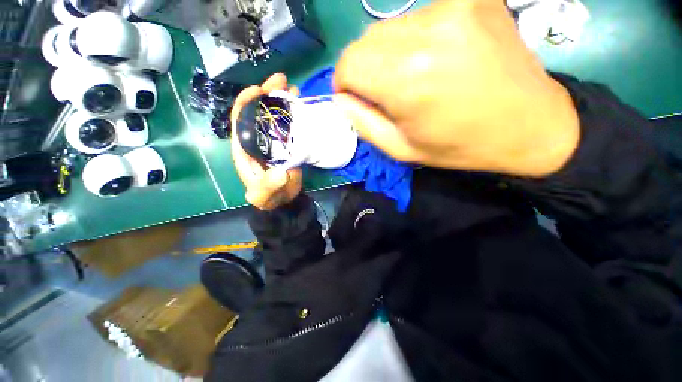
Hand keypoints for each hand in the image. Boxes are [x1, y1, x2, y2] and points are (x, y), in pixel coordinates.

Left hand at [231, 73, 302, 210]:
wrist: (284, 199)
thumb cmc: (270, 196)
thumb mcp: (265, 194)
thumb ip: (269, 185)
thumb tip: (281, 173)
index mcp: (246, 147)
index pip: (241, 120)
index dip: (247, 102)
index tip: (258, 89)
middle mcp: (258, 139)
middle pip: (260, 112)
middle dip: (268, 94)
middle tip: (281, 79)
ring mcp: (275, 140)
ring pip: (276, 116)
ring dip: (283, 100)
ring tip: (294, 87)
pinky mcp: (288, 144)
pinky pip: (290, 126)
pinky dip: (295, 115)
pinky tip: (302, 105)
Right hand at [334, 0, 579, 176]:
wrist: (529, 125)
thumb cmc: (458, 145)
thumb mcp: (401, 148)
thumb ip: (363, 123)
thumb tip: (341, 98)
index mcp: (406, 79)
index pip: (348, 64)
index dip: (345, 83)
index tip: (358, 97)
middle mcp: (427, 32)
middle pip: (365, 42)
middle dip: (365, 69)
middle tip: (388, 91)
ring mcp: (453, 6)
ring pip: (389, 28)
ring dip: (390, 54)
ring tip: (418, 76)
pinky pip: (419, 17)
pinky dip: (415, 39)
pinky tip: (438, 57)